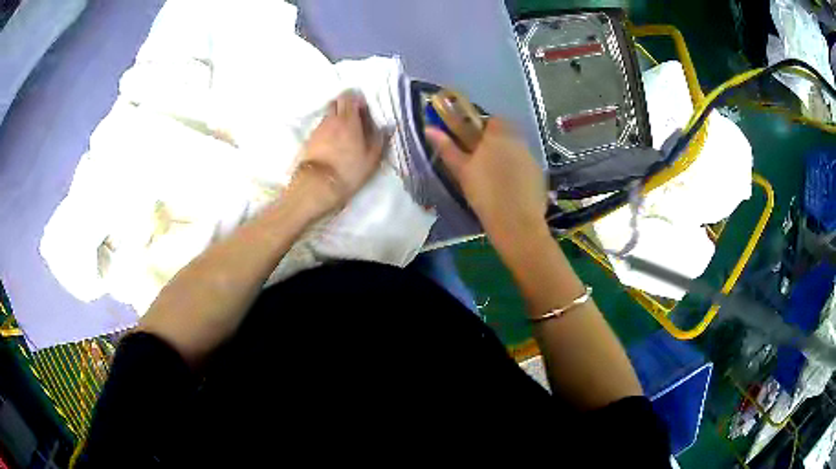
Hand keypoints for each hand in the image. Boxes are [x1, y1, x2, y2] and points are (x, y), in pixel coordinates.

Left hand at [287, 90, 385, 218]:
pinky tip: (332, 142)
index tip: (363, 109)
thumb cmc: (348, 170)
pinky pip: (321, 127)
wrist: (318, 185)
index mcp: (348, 119)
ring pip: (328, 115)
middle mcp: (331, 119)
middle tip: (353, 117)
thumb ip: (379, 139)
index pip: (349, 97)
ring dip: (335, 118)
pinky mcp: (309, 139)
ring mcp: (318, 128)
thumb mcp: (372, 158)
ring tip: (343, 132)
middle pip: (336, 102)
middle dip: (344, 105)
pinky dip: (327, 130)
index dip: (356, 100)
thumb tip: (387, 126)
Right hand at [426, 118, 546, 244]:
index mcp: (498, 135)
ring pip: (517, 150)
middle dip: (495, 143)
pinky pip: (526, 166)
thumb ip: (447, 148)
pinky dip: (518, 172)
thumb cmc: (485, 194)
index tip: (473, 142)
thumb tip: (429, 129)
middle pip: (507, 134)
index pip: (493, 120)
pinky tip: (510, 190)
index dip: (483, 128)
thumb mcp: (462, 170)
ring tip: (494, 179)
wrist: (516, 223)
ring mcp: (532, 159)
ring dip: (507, 157)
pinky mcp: (539, 176)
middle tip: (481, 162)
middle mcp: (518, 142)